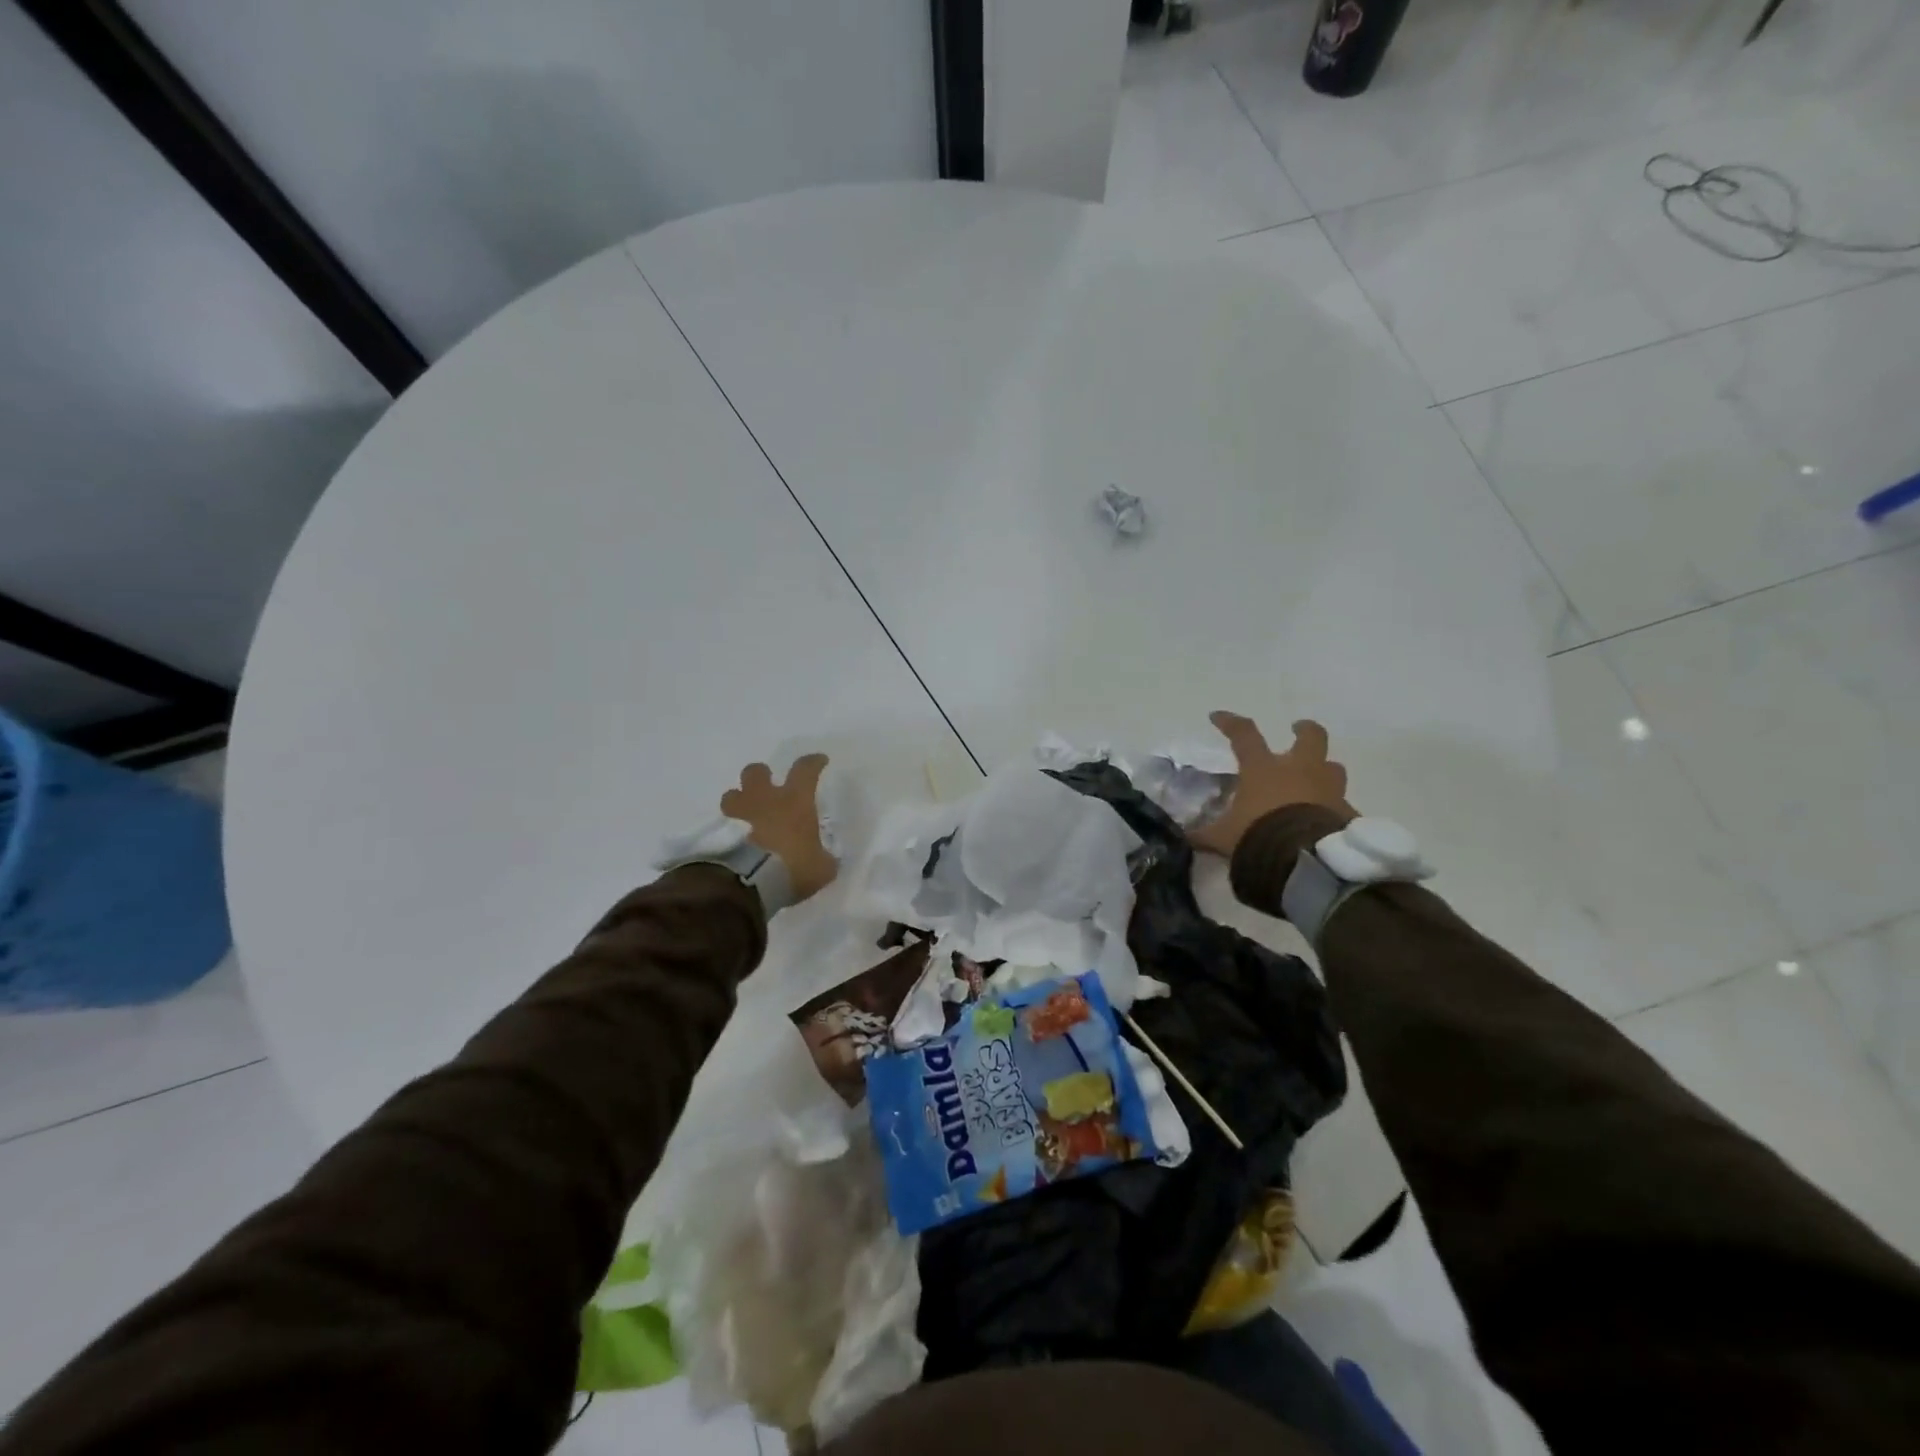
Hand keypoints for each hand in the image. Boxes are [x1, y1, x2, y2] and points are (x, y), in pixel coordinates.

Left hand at [720, 754, 836, 902]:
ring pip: (731, 795)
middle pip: (755, 772)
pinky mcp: (719, 835)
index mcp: (794, 801)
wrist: (751, 883)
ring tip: (744, 815)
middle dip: (761, 776)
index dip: (813, 763)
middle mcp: (765, 800)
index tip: (819, 761)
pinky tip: (735, 842)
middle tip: (767, 787)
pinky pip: (723, 825)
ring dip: (738, 801)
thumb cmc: (793, 867)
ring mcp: (739, 815)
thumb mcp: (821, 868)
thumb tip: (823, 859)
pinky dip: (728, 831)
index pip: (805, 770)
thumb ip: (823, 859)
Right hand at [1189, 712, 1354, 857]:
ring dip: (1324, 770)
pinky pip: (1342, 804)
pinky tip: (1326, 821)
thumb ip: (1203, 835)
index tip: (1217, 716)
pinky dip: (1334, 809)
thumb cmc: (1258, 836)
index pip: (1244, 735)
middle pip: (1311, 737)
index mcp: (1264, 769)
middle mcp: (1300, 770)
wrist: (1306, 860)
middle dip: (1305, 730)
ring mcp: (1328, 789)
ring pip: (1333, 767)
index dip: (1230, 723)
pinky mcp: (1347, 812)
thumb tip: (1183, 837)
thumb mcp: (1222, 838)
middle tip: (1298, 729)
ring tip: (1315, 780)